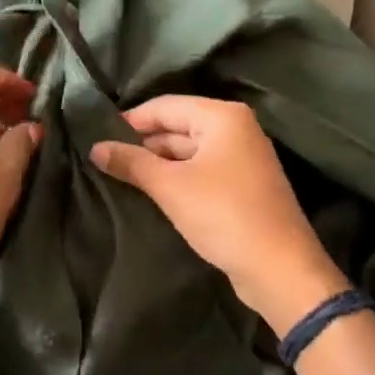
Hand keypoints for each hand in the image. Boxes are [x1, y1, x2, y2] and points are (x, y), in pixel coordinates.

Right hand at [90, 96, 346, 334]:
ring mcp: (242, 159)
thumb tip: (96, 148)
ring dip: (157, 164)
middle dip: (142, 144)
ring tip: (119, 178)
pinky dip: (176, 179)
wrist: (278, 267)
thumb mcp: (170, 187)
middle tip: (104, 160)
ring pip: (188, 152)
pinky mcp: (242, 187)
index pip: (165, 106)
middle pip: (177, 126)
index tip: (96, 138)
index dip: (129, 120)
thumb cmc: (223, 215)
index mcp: (223, 117)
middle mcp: (236, 130)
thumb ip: (132, 163)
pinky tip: (150, 193)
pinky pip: (200, 172)